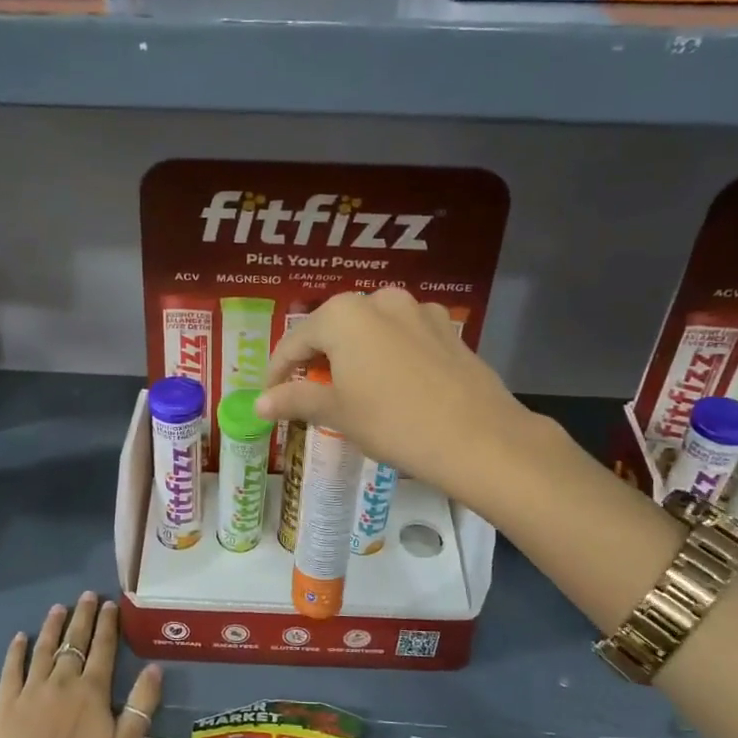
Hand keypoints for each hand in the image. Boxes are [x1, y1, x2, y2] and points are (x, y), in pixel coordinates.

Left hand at [0, 592, 162, 737]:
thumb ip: (141, 705)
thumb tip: (154, 668)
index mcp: (92, 690)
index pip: (103, 647)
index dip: (107, 623)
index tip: (110, 604)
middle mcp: (62, 681)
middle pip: (74, 641)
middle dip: (83, 616)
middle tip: (87, 595)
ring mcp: (32, 690)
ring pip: (44, 649)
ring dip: (53, 627)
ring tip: (58, 608)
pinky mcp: (7, 705)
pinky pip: (12, 670)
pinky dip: (17, 652)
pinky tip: (21, 638)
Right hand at [254, 288, 531, 496]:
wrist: (478, 438)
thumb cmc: (393, 423)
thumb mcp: (337, 413)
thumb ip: (295, 400)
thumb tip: (259, 403)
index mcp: (343, 314)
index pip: (294, 341)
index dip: (277, 371)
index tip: (270, 397)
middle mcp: (379, 300)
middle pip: (333, 329)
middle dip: (316, 359)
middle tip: (307, 392)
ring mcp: (418, 310)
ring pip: (370, 330)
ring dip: (352, 354)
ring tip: (350, 387)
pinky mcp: (447, 328)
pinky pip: (402, 336)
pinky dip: (386, 354)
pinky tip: (391, 382)